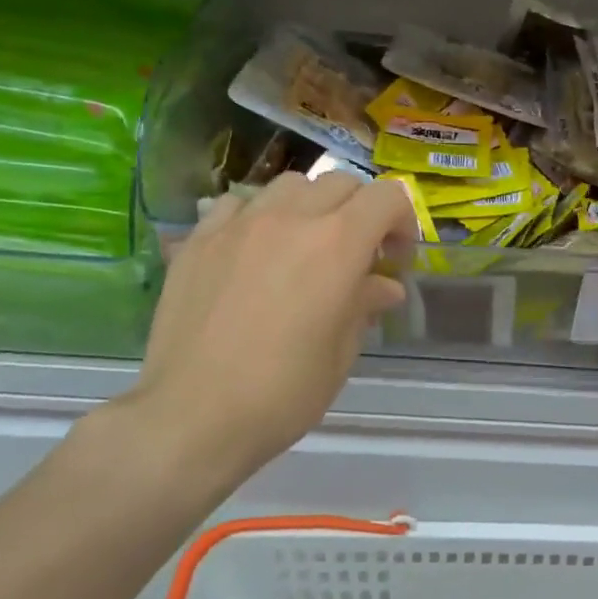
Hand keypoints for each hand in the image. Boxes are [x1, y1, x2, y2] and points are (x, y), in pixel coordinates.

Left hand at [114, 173, 414, 499]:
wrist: (195, 416)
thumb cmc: (284, 392)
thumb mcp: (342, 352)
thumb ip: (365, 304)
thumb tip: (384, 286)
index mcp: (337, 244)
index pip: (387, 197)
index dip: (402, 222)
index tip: (395, 259)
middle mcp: (290, 219)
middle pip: (340, 183)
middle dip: (361, 211)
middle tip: (358, 254)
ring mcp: (239, 225)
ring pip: (290, 185)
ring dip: (312, 206)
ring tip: (306, 245)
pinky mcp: (198, 240)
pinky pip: (238, 204)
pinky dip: (259, 216)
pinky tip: (254, 251)